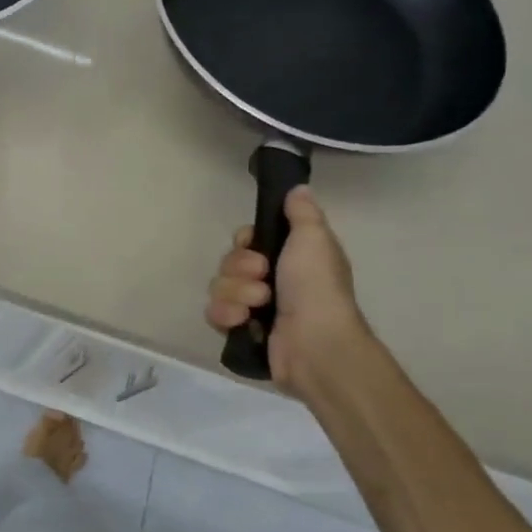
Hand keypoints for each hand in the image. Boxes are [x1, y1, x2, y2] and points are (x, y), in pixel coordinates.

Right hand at [205, 185, 366, 395]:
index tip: (253, 244)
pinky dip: (227, 315)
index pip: (247, 240)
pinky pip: (214, 313)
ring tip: (257, 305)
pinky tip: (243, 321)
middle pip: (229, 262)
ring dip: (236, 293)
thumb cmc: (316, 287)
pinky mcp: (241, 331)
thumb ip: (301, 213)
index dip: (244, 241)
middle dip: (239, 269)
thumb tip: (298, 189)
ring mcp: (254, 307)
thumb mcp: (314, 239)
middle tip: (262, 277)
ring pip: (219, 287)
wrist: (314, 343)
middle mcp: (270, 280)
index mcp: (289, 258)